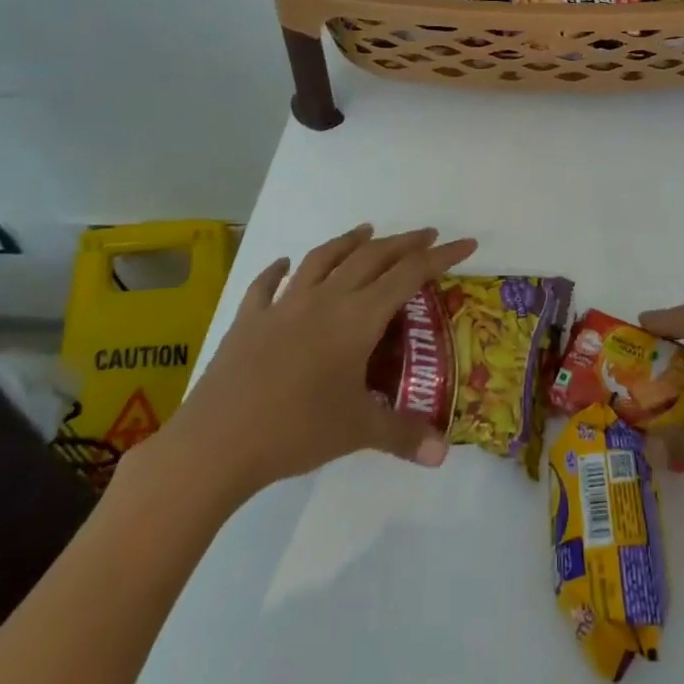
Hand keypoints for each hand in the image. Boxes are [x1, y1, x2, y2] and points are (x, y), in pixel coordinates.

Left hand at [135, 225, 475, 514]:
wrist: (216, 443)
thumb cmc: (295, 430)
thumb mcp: (357, 432)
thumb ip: (403, 435)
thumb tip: (444, 454)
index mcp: (356, 319)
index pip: (409, 276)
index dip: (441, 257)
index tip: (466, 242)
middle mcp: (325, 300)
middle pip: (371, 258)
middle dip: (403, 243)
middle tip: (427, 234)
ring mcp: (283, 305)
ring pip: (322, 259)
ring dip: (348, 241)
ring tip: (366, 230)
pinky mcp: (249, 320)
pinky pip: (267, 284)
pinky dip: (278, 269)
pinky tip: (284, 263)